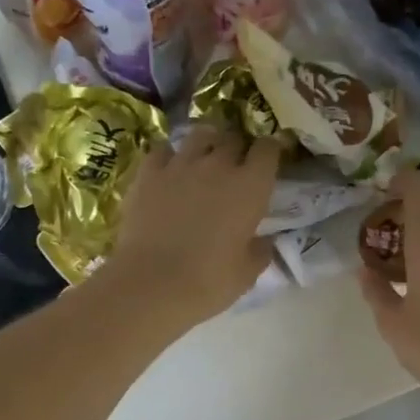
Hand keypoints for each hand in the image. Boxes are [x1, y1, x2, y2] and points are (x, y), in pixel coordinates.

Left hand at [105, 125, 281, 330]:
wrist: (151, 284)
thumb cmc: (208, 282)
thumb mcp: (247, 273)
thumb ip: (261, 250)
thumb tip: (265, 240)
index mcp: (251, 186)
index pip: (268, 149)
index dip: (271, 151)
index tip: (269, 162)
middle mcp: (219, 165)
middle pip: (234, 137)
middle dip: (238, 147)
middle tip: (236, 166)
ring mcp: (181, 164)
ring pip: (200, 135)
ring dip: (207, 143)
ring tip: (204, 159)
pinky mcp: (148, 172)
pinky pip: (163, 149)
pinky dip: (170, 155)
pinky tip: (169, 170)